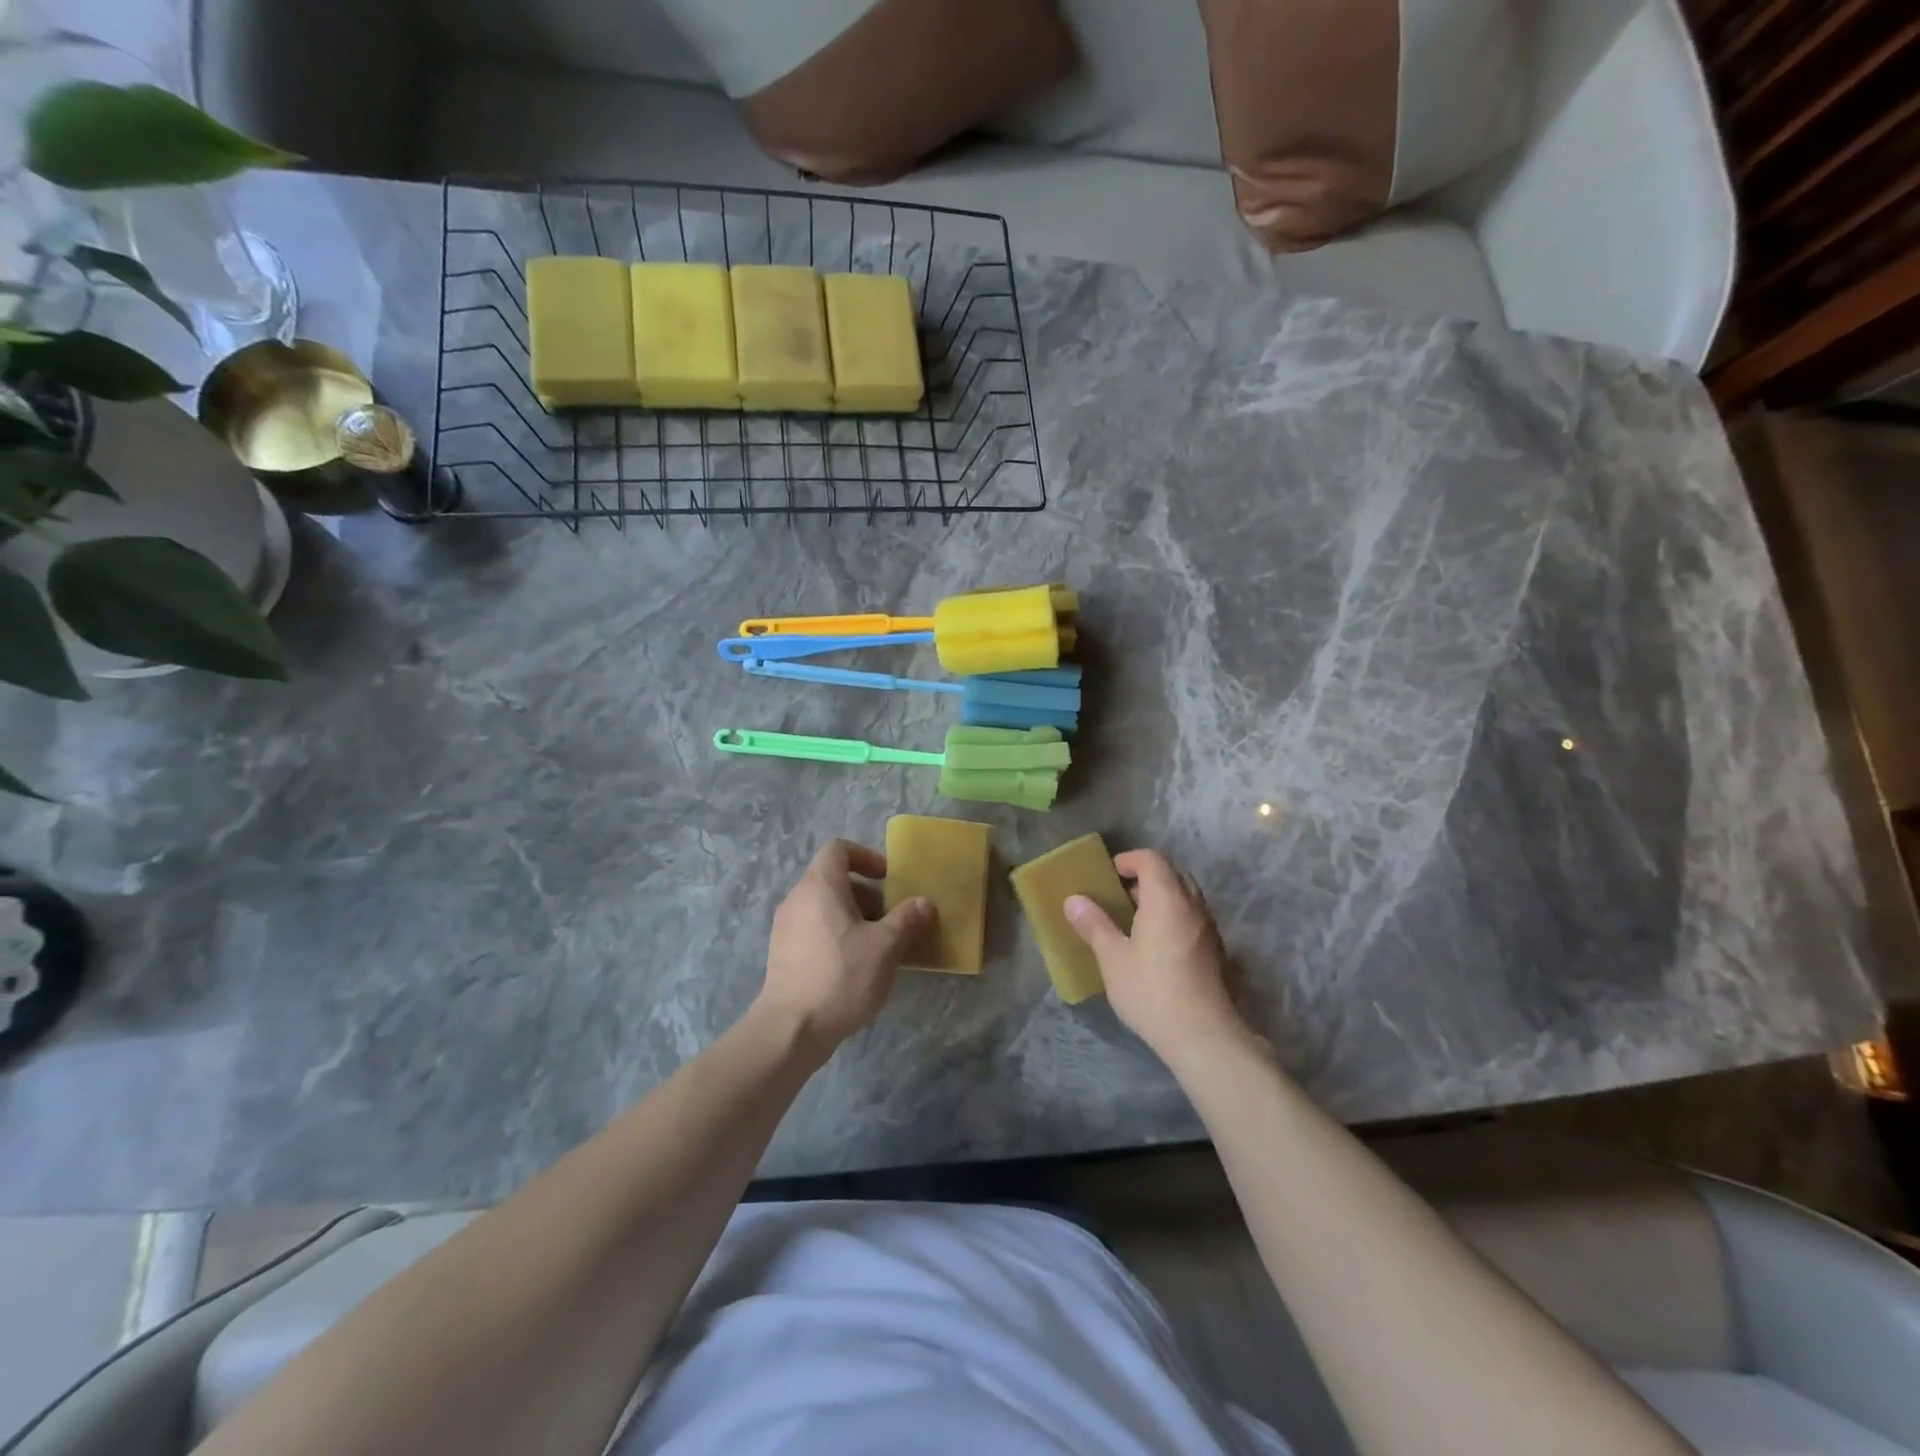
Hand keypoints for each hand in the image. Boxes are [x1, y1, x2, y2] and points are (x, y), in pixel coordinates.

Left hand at [757, 839, 933, 1050]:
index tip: (887, 879)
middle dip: (866, 894)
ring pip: (824, 906)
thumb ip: (907, 920)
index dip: (865, 857)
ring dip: (853, 917)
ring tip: (877, 946)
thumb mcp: (885, 946)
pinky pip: (813, 929)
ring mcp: (785, 927)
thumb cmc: (842, 976)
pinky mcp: (782, 954)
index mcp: (819, 886)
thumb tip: (923, 903)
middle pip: (833, 879)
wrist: (791, 1029)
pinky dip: (836, 935)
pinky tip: (855, 966)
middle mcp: (797, 898)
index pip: (838, 849)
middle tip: (890, 919)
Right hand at [1065, 850, 1245, 1063]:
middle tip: (1120, 897)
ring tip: (1134, 922)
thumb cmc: (1152, 992)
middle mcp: (1193, 906)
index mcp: (1167, 899)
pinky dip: (1173, 918)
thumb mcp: (1113, 959)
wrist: (1205, 1037)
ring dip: (1161, 899)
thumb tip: (1073, 900)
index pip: (1152, 859)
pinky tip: (1156, 947)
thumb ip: (1094, 925)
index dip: (1129, 860)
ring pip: (1185, 898)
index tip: (1110, 874)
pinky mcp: (1217, 951)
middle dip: (1145, 878)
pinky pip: (1193, 919)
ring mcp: (1209, 929)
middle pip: (1172, 875)